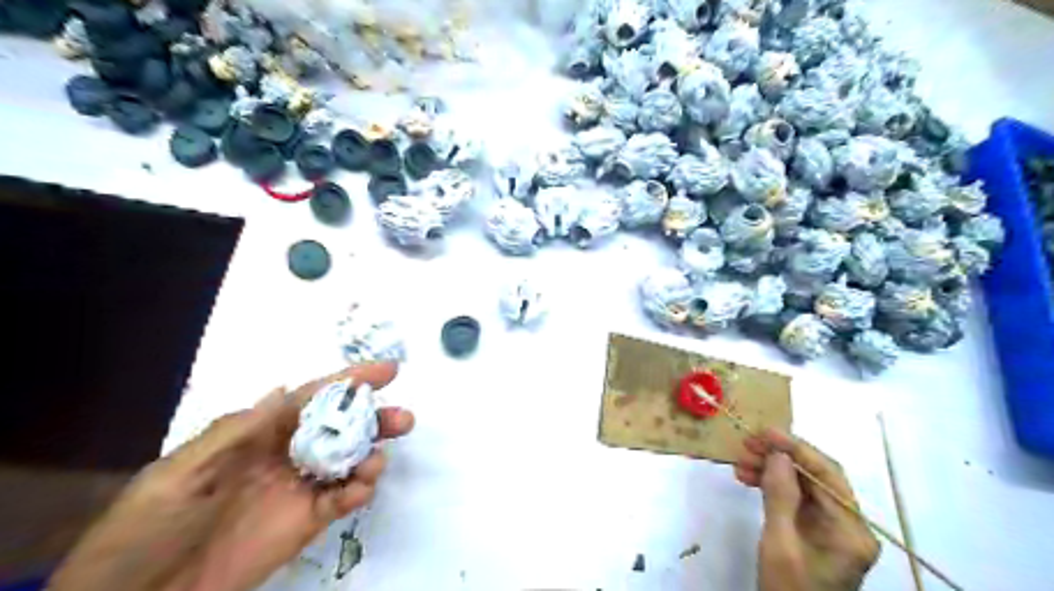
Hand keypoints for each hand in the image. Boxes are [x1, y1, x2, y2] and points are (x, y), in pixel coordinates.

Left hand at [49, 361, 409, 590]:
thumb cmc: (147, 528)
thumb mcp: (179, 472)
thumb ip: (235, 432)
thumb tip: (284, 389)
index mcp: (258, 435)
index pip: (312, 399)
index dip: (350, 380)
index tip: (388, 370)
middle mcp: (286, 456)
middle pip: (341, 428)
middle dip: (375, 418)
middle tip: (404, 418)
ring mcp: (298, 490)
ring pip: (348, 461)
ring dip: (371, 454)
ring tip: (376, 460)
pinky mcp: (304, 523)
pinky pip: (341, 501)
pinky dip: (359, 491)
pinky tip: (363, 488)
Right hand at [736, 429, 878, 590]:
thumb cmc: (788, 590)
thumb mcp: (780, 543)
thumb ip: (781, 495)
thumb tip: (778, 454)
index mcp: (852, 530)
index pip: (828, 475)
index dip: (796, 448)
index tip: (765, 432)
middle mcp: (847, 525)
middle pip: (815, 478)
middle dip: (779, 458)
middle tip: (746, 444)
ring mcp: (831, 529)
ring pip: (801, 485)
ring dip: (770, 470)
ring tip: (740, 462)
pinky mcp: (813, 532)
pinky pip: (793, 499)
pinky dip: (770, 486)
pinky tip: (747, 478)